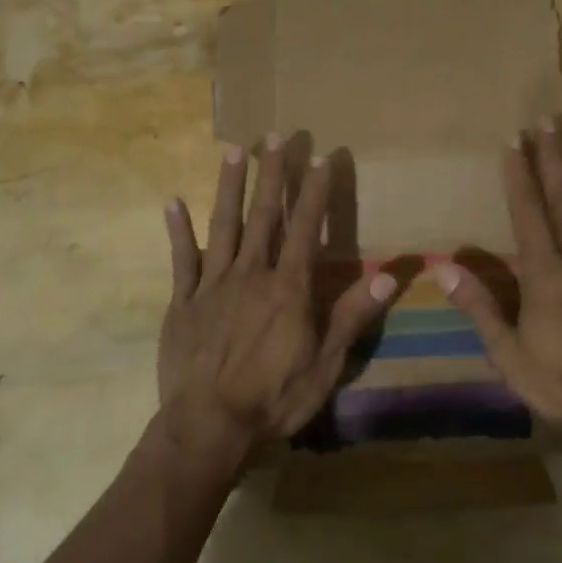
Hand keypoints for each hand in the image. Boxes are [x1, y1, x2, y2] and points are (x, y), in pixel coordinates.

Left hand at [159, 134, 395, 462]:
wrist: (209, 427)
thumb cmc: (274, 398)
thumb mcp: (325, 364)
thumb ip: (352, 315)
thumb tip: (388, 275)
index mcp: (288, 288)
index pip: (305, 228)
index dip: (314, 192)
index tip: (320, 156)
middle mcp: (250, 275)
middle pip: (263, 216)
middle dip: (271, 174)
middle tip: (274, 135)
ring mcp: (212, 285)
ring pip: (223, 226)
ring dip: (229, 186)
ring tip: (233, 150)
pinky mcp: (182, 302)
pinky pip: (181, 260)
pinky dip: (178, 230)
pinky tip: (173, 202)